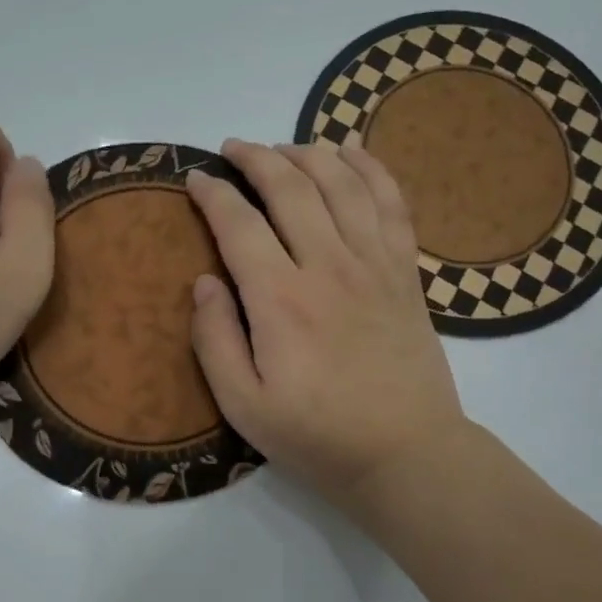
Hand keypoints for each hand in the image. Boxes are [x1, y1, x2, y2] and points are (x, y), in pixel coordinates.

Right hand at [184, 137, 470, 513]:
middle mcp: (328, 267)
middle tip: (234, 149)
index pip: (239, 224)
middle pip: (291, 188)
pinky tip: (352, 153)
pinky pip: (392, 203)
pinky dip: (371, 169)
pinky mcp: (405, 273)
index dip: (213, 193)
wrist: (405, 453)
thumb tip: (204, 281)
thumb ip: (215, 340)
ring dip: (309, 154)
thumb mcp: (244, 405)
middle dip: (257, 158)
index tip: (195, 178)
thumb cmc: (317, 436)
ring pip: (342, 183)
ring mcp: (374, 265)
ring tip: (284, 148)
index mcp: (281, 300)